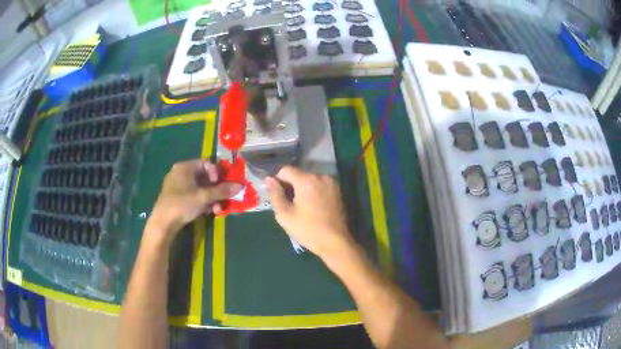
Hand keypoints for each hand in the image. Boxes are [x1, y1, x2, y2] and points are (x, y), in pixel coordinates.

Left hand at [147, 159, 241, 243]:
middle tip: (222, 200)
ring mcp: (177, 185)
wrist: (163, 223)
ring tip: (216, 210)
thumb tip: (240, 186)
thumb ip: (221, 191)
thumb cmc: (182, 204)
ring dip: (211, 198)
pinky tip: (207, 212)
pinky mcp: (176, 197)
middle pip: (204, 177)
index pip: (206, 163)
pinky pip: (193, 195)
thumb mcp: (204, 197)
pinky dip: (202, 202)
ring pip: (199, 188)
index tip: (220, 186)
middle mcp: (180, 173)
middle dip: (215, 190)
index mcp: (185, 167)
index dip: (216, 174)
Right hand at [265, 166, 354, 259]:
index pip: (285, 170)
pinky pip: (320, 185)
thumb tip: (268, 179)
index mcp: (306, 180)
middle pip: (299, 174)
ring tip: (301, 207)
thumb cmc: (307, 230)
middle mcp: (320, 176)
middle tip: (289, 204)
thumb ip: (275, 194)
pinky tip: (312, 207)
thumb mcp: (285, 215)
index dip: (278, 180)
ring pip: (309, 180)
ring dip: (302, 189)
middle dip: (291, 185)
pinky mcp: (338, 190)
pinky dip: (313, 192)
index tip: (278, 195)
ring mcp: (331, 183)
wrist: (335, 242)